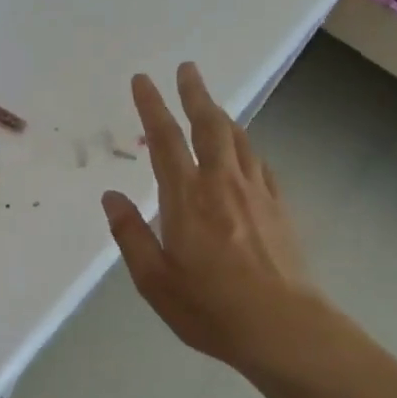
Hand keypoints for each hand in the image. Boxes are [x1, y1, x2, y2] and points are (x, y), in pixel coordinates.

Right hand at [101, 64, 322, 374]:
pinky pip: (258, 163)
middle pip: (209, 126)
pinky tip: (243, 153)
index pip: (164, 140)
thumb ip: (131, 234)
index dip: (152, 106)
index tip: (143, 80)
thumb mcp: (154, 279)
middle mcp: (222, 184)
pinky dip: (245, 147)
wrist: (285, 329)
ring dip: (222, 115)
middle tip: (187, 68)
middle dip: (195, 94)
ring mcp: (256, 194)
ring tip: (211, 104)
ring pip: (238, 140)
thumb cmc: (210, 307)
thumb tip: (111, 196)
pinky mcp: (279, 208)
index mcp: (186, 198)